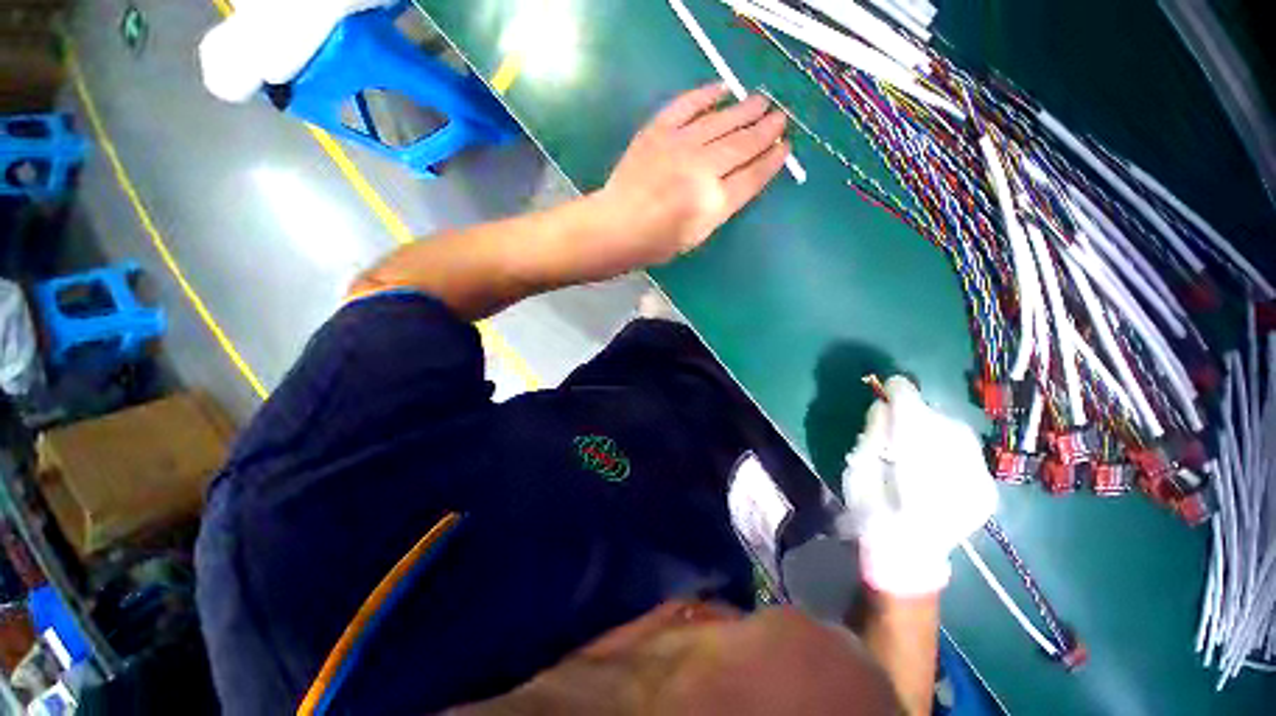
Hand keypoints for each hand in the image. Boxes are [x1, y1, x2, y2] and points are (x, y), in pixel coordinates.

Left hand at [589, 83, 789, 275]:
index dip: (771, 161)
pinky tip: (723, 88)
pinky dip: (706, 94)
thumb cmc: (656, 243)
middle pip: (742, 145)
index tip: (784, 148)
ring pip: (721, 121)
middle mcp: (702, 169)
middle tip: (780, 118)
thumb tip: (738, 180)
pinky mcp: (658, 130)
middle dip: (765, 130)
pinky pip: (687, 104)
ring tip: (762, 101)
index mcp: (713, 203)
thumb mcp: (696, 235)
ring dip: (745, 109)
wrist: (617, 226)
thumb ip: (720, 207)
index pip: (752, 177)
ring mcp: (680, 146)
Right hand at [841, 377, 997, 595]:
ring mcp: (979, 488)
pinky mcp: (989, 490)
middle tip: (898, 412)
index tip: (891, 383)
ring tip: (915, 433)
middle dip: (917, 411)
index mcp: (914, 478)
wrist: (907, 557)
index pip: (914, 421)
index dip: (903, 396)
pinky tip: (933, 450)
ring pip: (958, 433)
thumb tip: (883, 405)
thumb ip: (872, 435)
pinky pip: (969, 449)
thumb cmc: (872, 514)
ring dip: (933, 423)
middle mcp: (955, 481)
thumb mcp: (856, 471)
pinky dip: (948, 440)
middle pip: (939, 423)